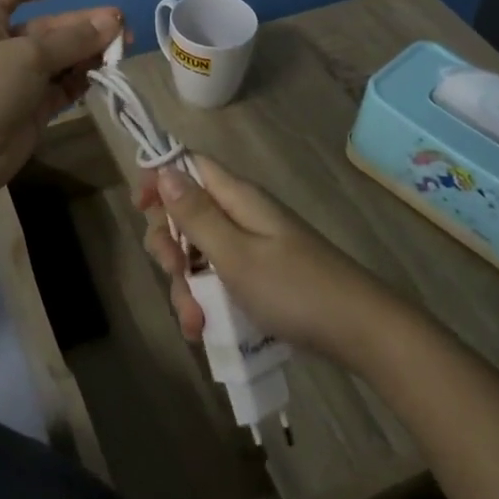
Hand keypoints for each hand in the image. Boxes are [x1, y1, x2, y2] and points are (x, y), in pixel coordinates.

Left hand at [0, 0, 124, 203]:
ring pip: (61, 59)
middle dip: (84, 25)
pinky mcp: (32, 110)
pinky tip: (105, 76)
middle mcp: (3, 46)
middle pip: (49, 28)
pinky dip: (82, 81)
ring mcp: (18, 80)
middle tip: (123, 27)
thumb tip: (113, 21)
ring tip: (123, 51)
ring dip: (89, 53)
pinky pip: (63, 88)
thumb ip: (74, 39)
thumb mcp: (28, 54)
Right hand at [135, 154, 408, 365]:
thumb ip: (197, 215)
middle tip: (174, 272)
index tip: (139, 208)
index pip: (190, 166)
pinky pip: (219, 279)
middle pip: (187, 214)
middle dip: (170, 246)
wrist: (359, 331)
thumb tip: (163, 170)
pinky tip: (205, 330)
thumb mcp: (235, 254)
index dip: (160, 178)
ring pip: (199, 253)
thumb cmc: (294, 288)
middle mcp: (242, 215)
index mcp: (238, 198)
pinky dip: (206, 301)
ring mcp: (251, 247)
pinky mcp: (259, 277)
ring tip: (194, 323)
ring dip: (186, 285)